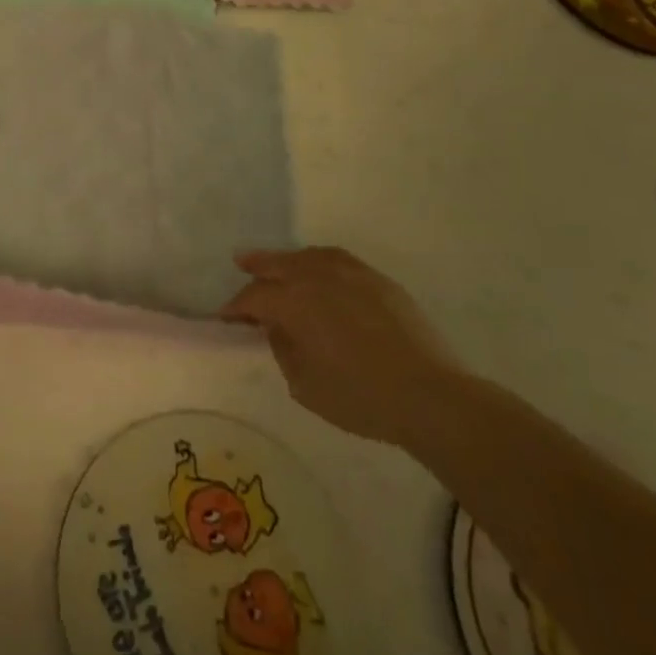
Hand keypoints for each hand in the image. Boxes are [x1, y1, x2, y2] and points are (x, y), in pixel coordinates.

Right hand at [221, 247, 467, 447]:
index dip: (236, 307)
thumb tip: (278, 328)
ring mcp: (349, 274)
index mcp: (293, 303)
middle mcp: (316, 277)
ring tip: (276, 261)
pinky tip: (317, 267)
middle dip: (255, 266)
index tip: (225, 316)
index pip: (254, 298)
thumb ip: (284, 349)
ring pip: (307, 256)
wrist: (430, 396)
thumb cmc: (360, 397)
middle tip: (240, 262)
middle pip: (277, 264)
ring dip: (286, 259)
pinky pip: (337, 260)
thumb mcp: (304, 385)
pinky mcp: (376, 280)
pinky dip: (318, 260)